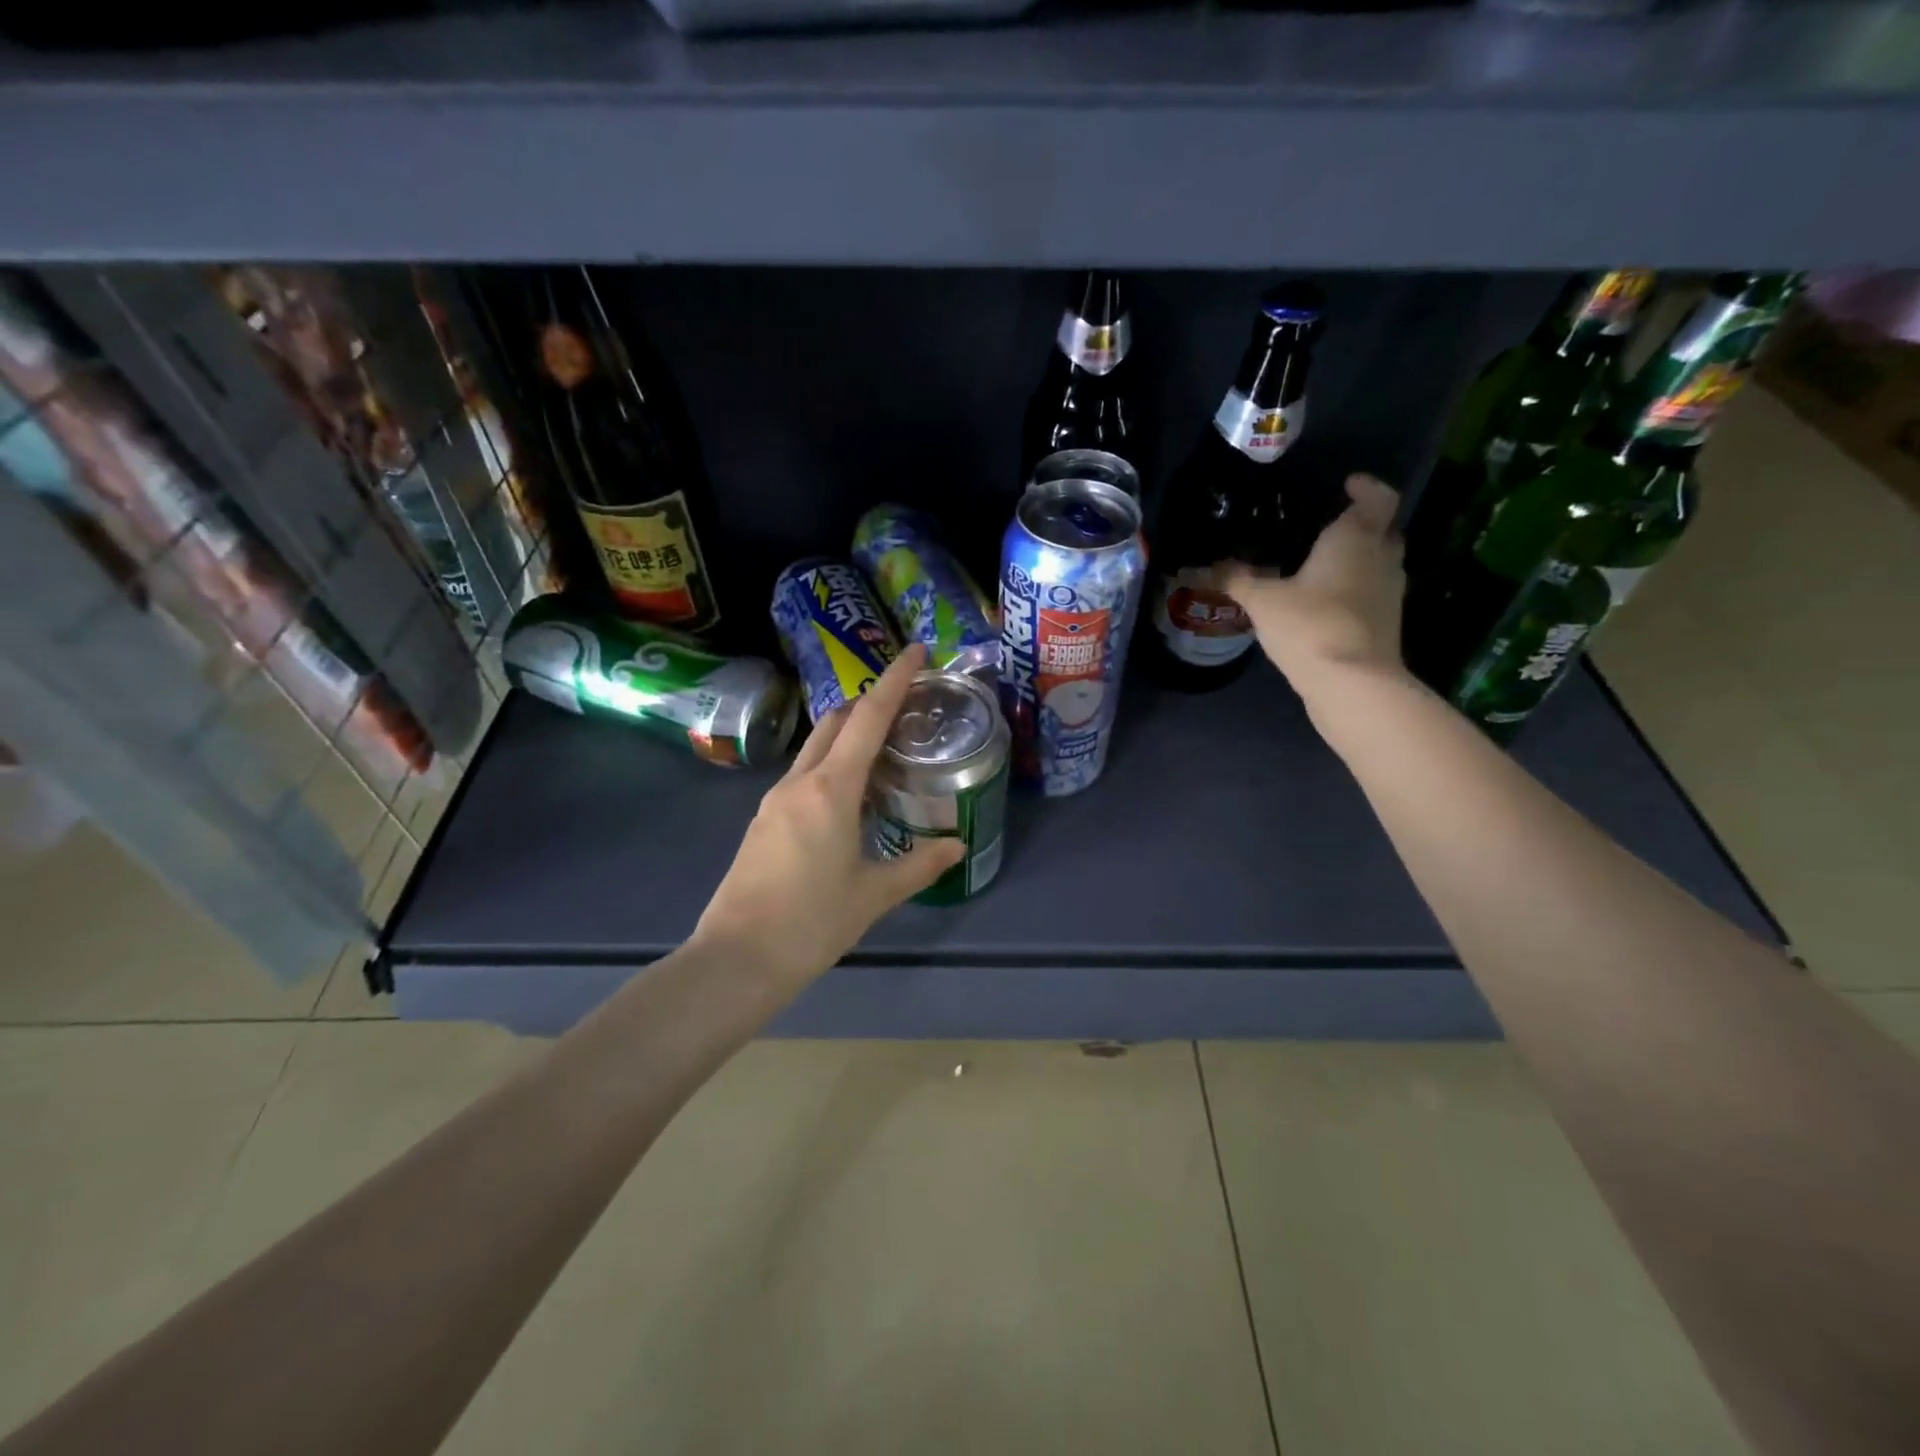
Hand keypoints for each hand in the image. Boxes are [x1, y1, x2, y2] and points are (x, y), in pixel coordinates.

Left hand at [692, 643, 963, 984]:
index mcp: (831, 789)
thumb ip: (919, 865)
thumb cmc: (812, 923)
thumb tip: (956, 847)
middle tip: (906, 706)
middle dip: (869, 704)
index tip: (915, 651)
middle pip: (836, 723)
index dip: (895, 681)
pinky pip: (803, 776)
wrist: (737, 960)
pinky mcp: (763, 821)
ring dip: (848, 737)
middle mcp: (799, 782)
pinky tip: (850, 796)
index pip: (868, 718)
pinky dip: (831, 767)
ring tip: (885, 751)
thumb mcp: (874, 894)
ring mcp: (774, 800)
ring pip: (816, 748)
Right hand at [1222, 473, 1409, 705]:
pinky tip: (1324, 604)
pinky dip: (1355, 591)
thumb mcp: (1262, 600)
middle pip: (1383, 530)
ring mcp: (1390, 593)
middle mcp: (1382, 558)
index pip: (1378, 497)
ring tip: (1321, 567)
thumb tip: (1205, 568)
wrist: (1351, 683)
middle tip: (1327, 529)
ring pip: (1379, 563)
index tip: (1347, 485)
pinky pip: (1372, 594)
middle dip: (1361, 525)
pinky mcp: (1387, 623)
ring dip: (1359, 560)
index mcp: (1356, 538)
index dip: (1366, 487)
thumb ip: (1237, 580)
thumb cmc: (1310, 624)